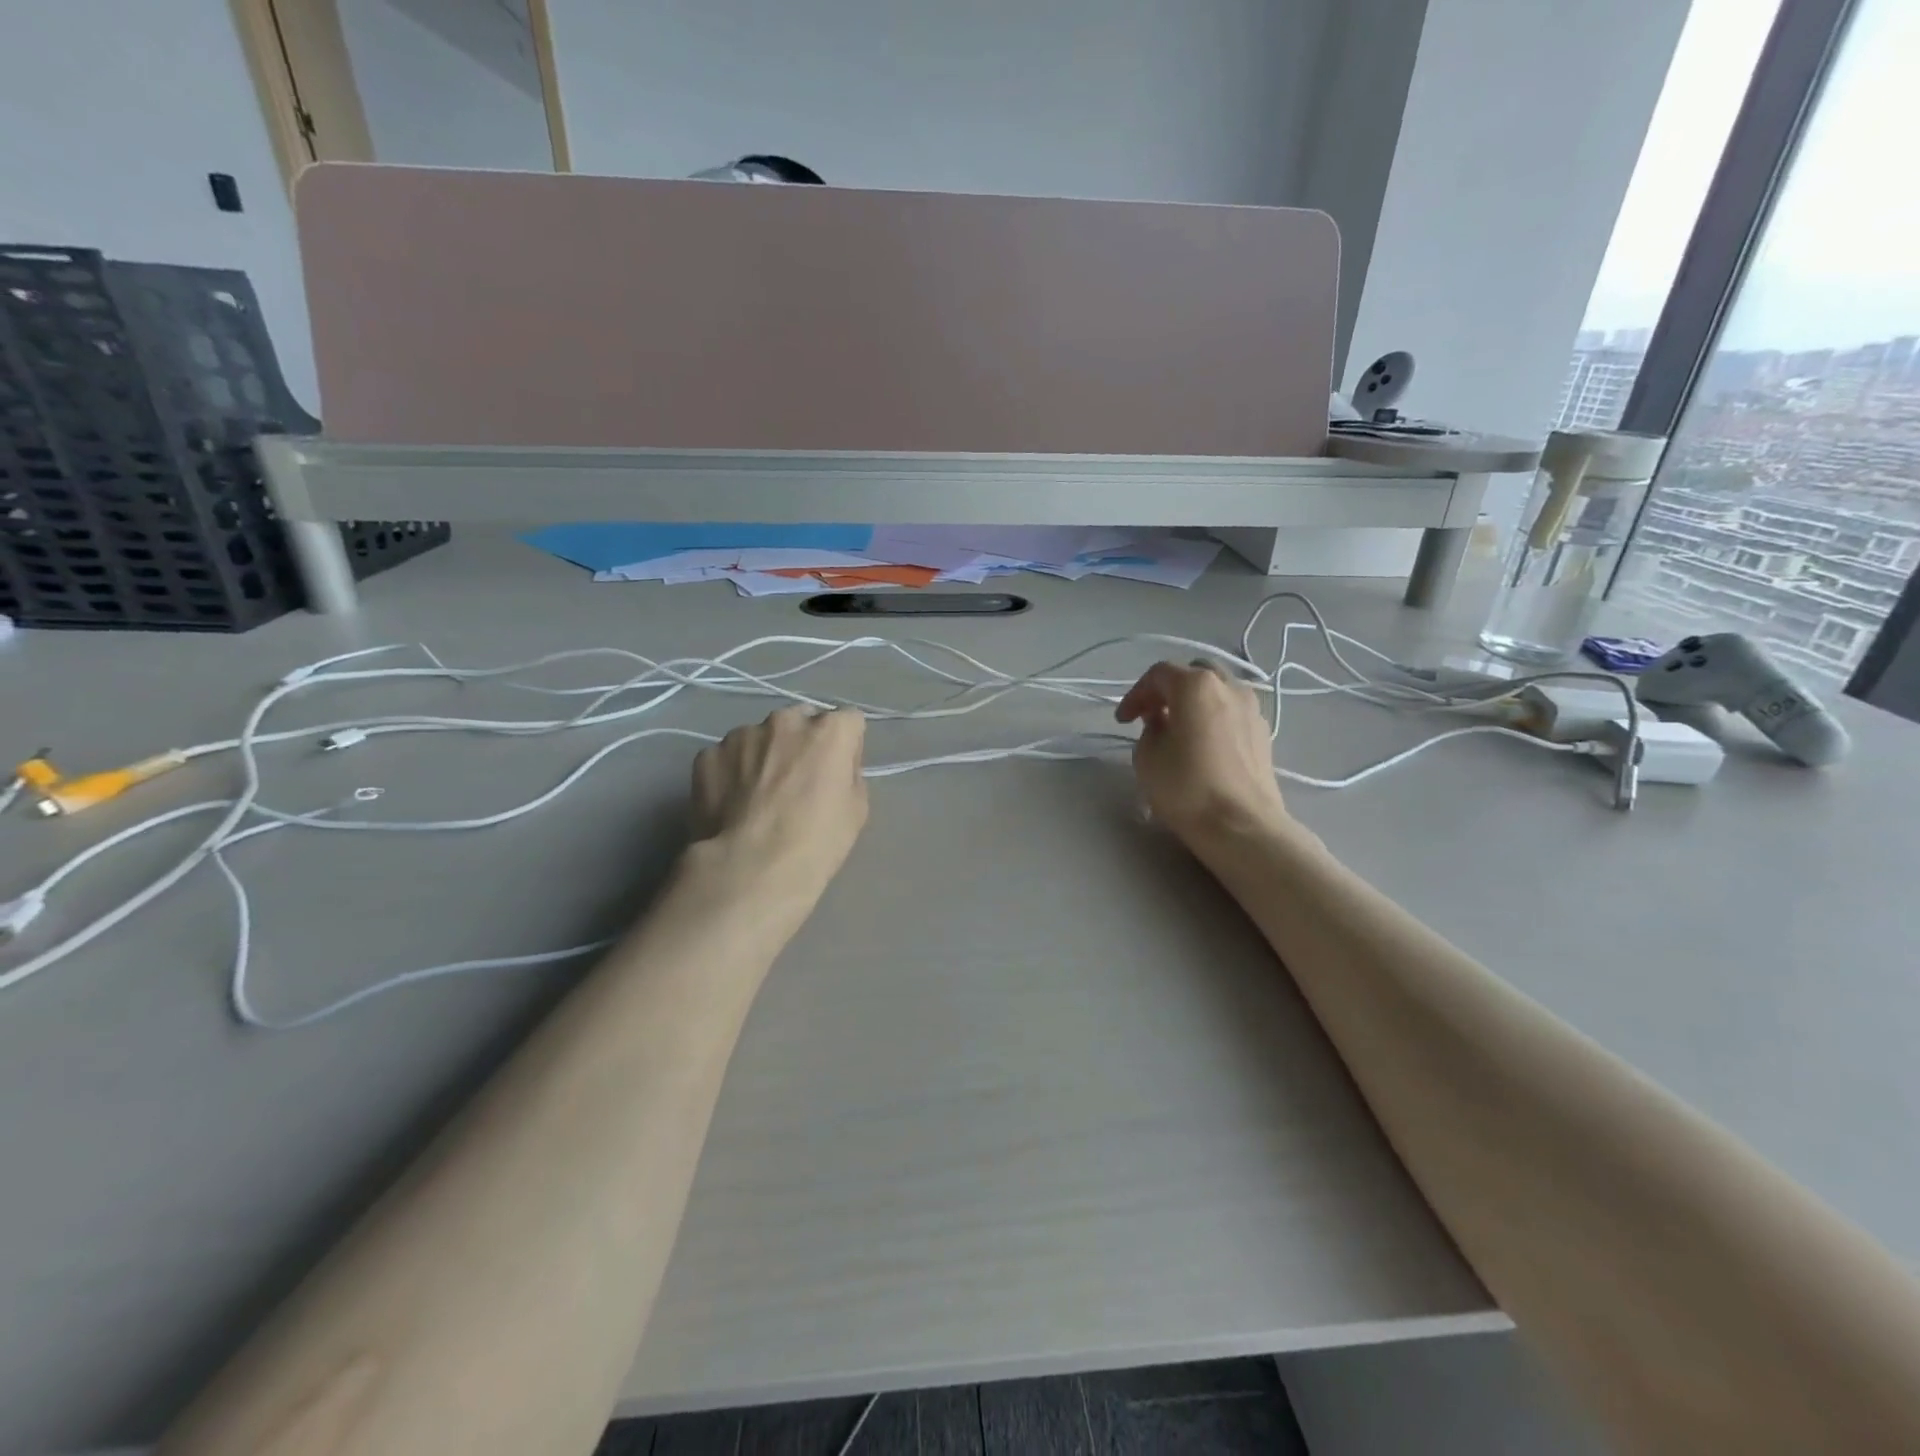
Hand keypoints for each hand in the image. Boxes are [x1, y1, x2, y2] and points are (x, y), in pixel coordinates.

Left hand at [690, 706, 869, 901]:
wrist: (750, 869)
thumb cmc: (816, 842)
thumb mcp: (856, 810)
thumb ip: (848, 774)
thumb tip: (833, 768)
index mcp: (829, 731)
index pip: (848, 720)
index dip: (845, 746)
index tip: (838, 771)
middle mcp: (786, 720)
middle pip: (801, 720)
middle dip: (802, 742)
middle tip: (797, 781)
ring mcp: (742, 734)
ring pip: (760, 737)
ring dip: (764, 755)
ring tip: (757, 796)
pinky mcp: (707, 754)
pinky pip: (727, 757)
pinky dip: (731, 773)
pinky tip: (731, 805)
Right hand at [1116, 661, 1288, 841]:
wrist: (1242, 826)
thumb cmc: (1187, 788)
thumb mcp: (1147, 757)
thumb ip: (1149, 729)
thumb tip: (1163, 722)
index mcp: (1196, 685)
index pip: (1158, 675)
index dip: (1136, 695)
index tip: (1123, 721)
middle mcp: (1229, 686)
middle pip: (1194, 673)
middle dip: (1169, 690)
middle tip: (1152, 715)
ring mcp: (1252, 708)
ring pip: (1218, 690)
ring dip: (1194, 702)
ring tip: (1179, 728)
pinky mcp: (1263, 733)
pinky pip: (1232, 712)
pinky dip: (1214, 717)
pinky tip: (1203, 744)